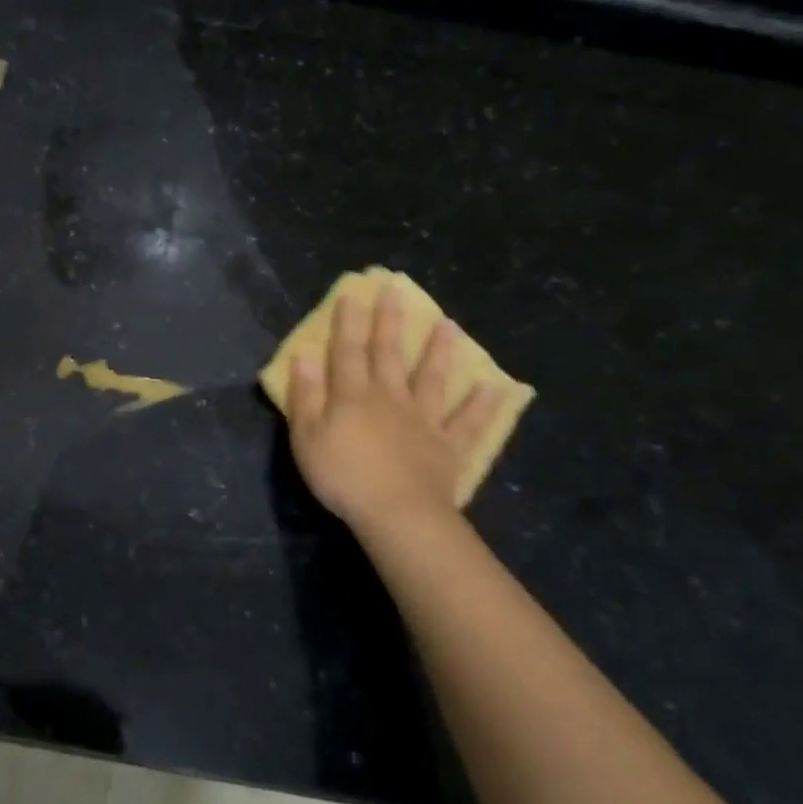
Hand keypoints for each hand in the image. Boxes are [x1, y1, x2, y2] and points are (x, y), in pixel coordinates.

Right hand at [286, 283, 500, 531]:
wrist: (397, 513)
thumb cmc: (343, 475)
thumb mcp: (307, 436)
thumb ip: (306, 394)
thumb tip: (305, 355)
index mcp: (353, 394)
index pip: (348, 349)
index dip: (348, 321)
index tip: (353, 292)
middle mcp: (390, 397)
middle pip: (388, 353)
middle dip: (390, 321)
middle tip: (396, 290)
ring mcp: (424, 420)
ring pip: (432, 378)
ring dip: (439, 351)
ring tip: (449, 325)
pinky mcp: (448, 446)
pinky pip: (468, 422)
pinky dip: (483, 404)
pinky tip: (497, 387)